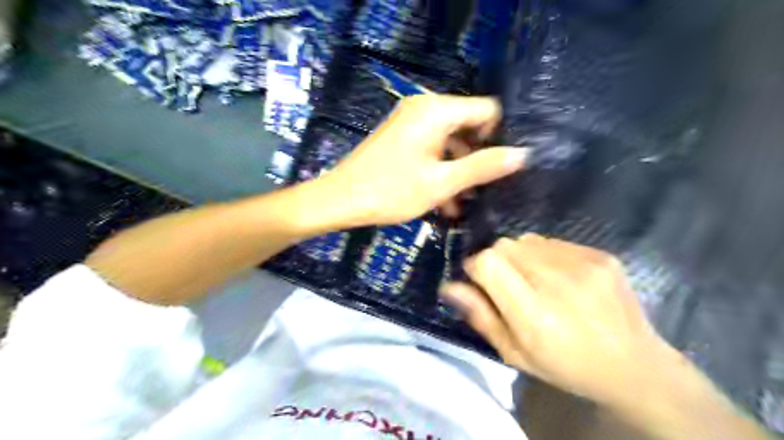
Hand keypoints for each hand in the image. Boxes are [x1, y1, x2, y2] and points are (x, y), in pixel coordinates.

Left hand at [322, 95, 528, 226]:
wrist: (339, 200)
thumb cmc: (390, 190)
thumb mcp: (442, 182)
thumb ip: (483, 167)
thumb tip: (522, 154)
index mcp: (437, 111)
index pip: (488, 110)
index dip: (499, 137)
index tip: (502, 167)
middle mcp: (426, 108)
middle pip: (470, 125)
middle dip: (479, 157)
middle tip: (487, 189)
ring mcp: (412, 122)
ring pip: (451, 141)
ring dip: (460, 170)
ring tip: (465, 203)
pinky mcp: (403, 137)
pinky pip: (433, 148)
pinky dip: (442, 170)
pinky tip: (447, 202)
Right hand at [439, 235, 667, 406]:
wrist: (635, 366)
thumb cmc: (566, 366)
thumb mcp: (515, 353)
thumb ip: (480, 316)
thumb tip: (450, 286)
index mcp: (534, 314)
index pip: (488, 262)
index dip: (476, 267)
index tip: (479, 281)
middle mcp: (558, 282)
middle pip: (505, 246)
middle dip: (496, 261)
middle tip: (509, 286)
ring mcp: (584, 264)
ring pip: (527, 240)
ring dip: (520, 256)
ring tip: (535, 281)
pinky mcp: (600, 255)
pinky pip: (553, 242)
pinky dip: (544, 255)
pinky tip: (559, 277)